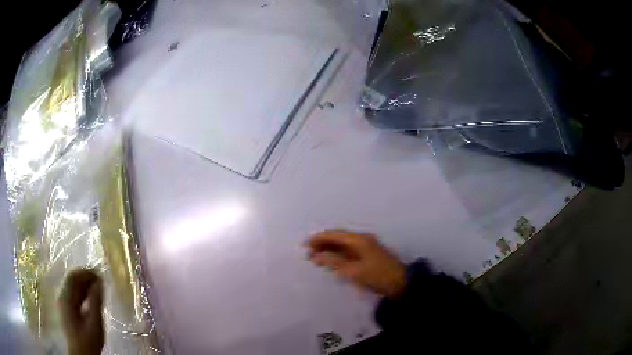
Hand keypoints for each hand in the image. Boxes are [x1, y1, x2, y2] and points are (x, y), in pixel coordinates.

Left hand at [58, 270, 104, 354]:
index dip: (86, 273)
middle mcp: (62, 296)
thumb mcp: (94, 323)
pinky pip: (73, 294)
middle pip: (72, 279)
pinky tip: (91, 299)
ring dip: (84, 285)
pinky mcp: (66, 309)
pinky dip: (82, 293)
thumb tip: (99, 283)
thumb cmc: (88, 341)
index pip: (73, 276)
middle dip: (86, 278)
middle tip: (100, 282)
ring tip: (98, 289)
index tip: (100, 276)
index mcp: (66, 298)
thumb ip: (95, 302)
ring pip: (72, 286)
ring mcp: (63, 302)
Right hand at [307, 230, 406, 298]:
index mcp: (359, 239)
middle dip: (322, 243)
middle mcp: (362, 239)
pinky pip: (349, 251)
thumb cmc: (377, 276)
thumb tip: (316, 255)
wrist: (401, 283)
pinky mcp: (368, 255)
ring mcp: (366, 246)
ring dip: (329, 249)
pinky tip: (331, 261)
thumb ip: (334, 262)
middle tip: (308, 253)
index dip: (318, 238)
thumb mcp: (353, 271)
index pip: (334, 234)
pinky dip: (338, 255)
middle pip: (338, 238)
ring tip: (315, 257)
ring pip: (343, 244)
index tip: (304, 245)